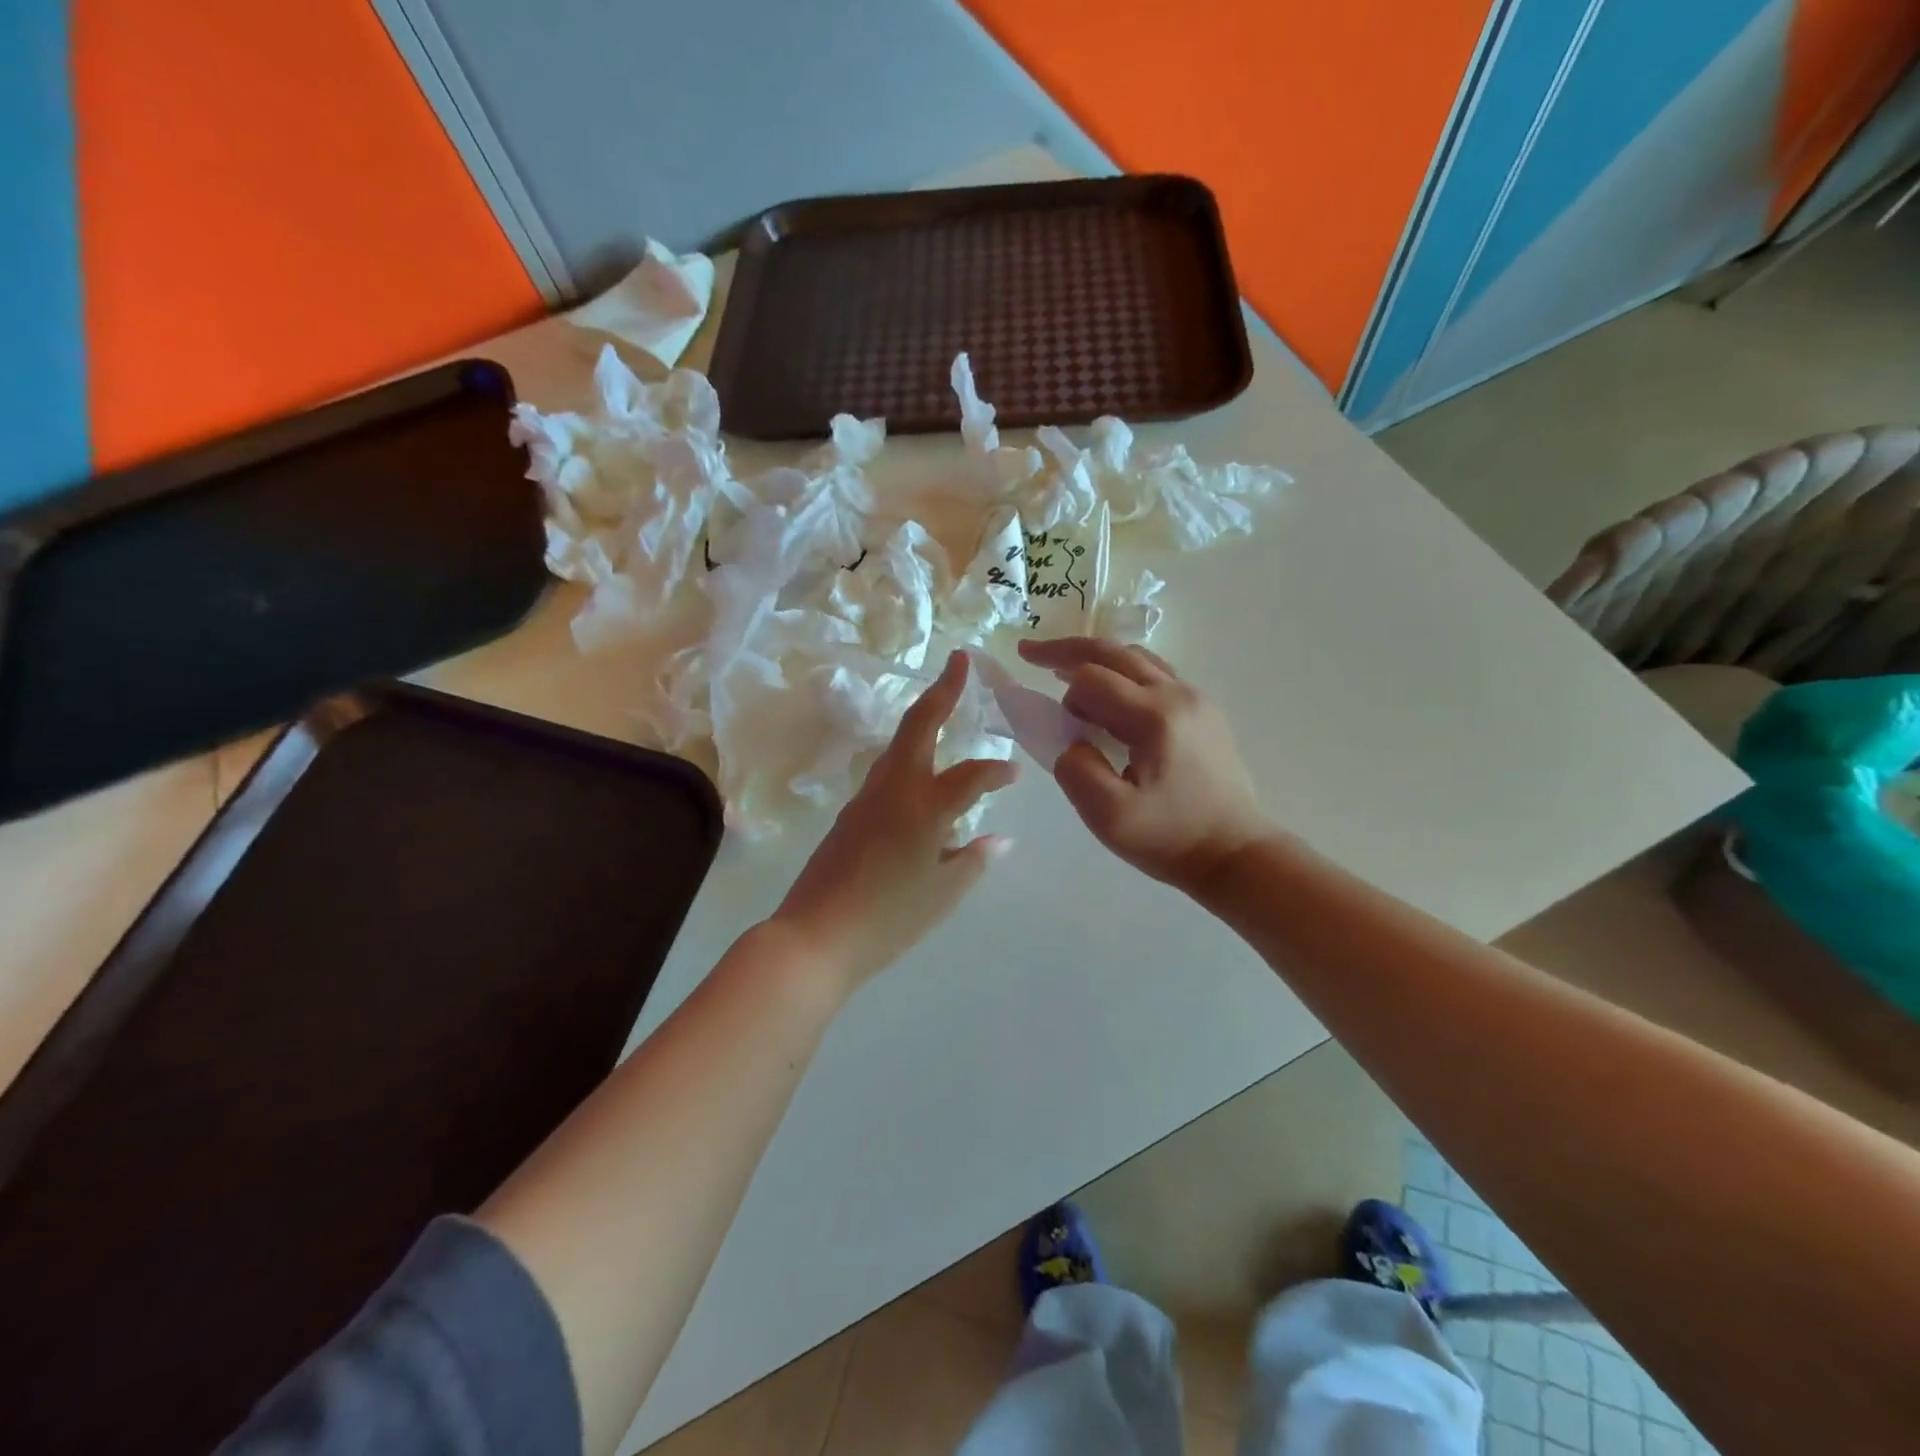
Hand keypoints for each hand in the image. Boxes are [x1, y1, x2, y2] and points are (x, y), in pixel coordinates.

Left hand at [772, 651, 1016, 991]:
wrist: (815, 936)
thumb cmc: (889, 919)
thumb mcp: (943, 894)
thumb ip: (974, 860)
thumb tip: (998, 838)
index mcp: (925, 807)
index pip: (972, 775)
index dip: (998, 771)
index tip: (1015, 773)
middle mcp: (894, 789)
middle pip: (919, 724)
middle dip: (943, 690)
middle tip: (960, 662)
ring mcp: (866, 797)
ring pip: (899, 744)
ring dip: (923, 720)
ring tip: (945, 708)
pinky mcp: (851, 813)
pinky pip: (887, 772)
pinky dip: (910, 758)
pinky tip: (922, 777)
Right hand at [1017, 637, 1271, 894]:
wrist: (1235, 853)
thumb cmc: (1170, 838)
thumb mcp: (1108, 816)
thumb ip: (1075, 770)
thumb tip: (1073, 742)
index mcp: (1154, 716)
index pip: (1091, 679)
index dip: (1064, 696)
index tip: (1056, 726)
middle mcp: (1178, 694)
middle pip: (1114, 653)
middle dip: (1067, 651)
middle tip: (1030, 652)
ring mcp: (1196, 699)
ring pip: (1137, 658)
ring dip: (1097, 659)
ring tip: (1065, 670)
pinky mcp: (1204, 712)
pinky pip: (1156, 674)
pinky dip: (1123, 673)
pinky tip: (1110, 695)